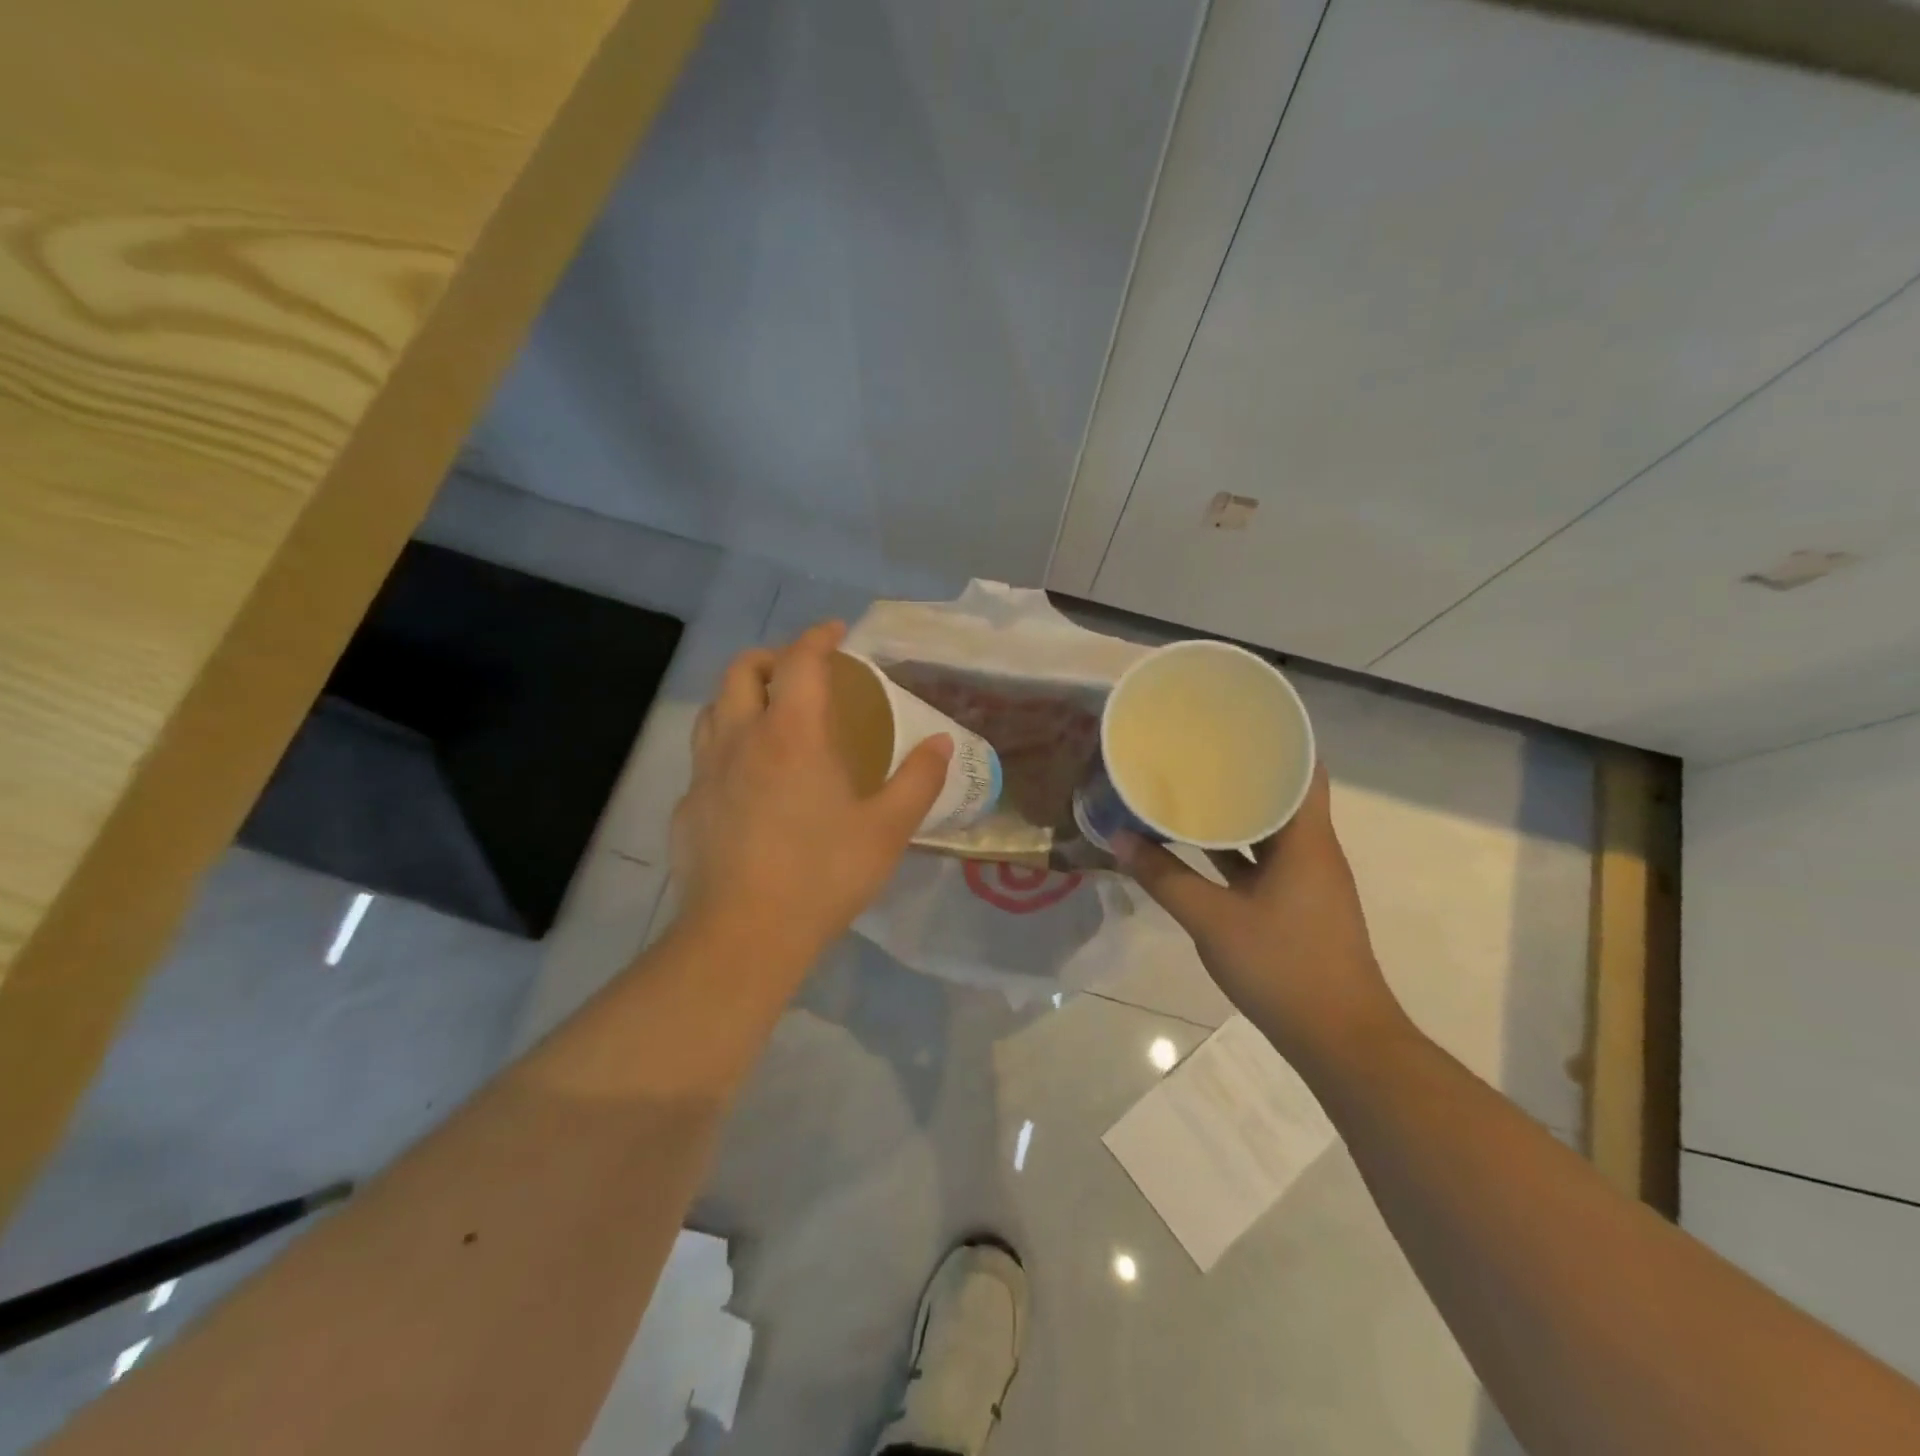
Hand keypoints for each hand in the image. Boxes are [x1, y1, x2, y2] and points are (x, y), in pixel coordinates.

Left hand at [670, 621, 952, 979]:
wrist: (743, 936)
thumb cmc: (823, 875)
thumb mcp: (888, 829)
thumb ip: (919, 779)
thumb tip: (942, 742)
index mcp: (793, 733)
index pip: (801, 660)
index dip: (819, 636)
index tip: (836, 631)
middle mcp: (741, 738)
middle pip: (742, 670)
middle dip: (772, 656)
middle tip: (799, 671)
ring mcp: (705, 772)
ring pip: (712, 708)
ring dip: (740, 696)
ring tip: (768, 715)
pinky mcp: (687, 807)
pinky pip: (702, 759)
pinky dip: (725, 748)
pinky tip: (745, 782)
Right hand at [1115, 765, 1403, 1065]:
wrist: (1340, 1039)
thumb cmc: (1283, 967)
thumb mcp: (1212, 920)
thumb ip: (1164, 877)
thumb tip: (1119, 837)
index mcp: (1306, 840)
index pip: (1303, 769)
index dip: (1275, 740)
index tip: (1235, 721)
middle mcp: (1313, 850)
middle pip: (1284, 794)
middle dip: (1244, 770)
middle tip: (1197, 750)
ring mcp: (1307, 879)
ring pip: (1271, 829)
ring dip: (1237, 811)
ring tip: (1191, 786)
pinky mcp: (1298, 904)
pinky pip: (1265, 859)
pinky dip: (1236, 847)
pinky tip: (1199, 845)